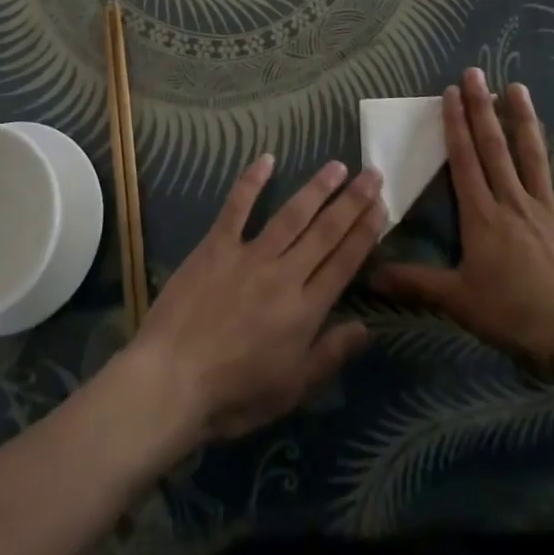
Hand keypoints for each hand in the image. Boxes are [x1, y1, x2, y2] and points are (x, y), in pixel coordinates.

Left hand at [123, 156, 384, 444]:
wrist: (171, 381)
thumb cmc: (234, 395)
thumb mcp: (292, 390)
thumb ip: (330, 355)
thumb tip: (368, 329)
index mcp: (305, 310)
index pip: (344, 262)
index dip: (365, 232)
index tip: (381, 206)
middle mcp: (284, 274)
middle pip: (325, 231)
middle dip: (351, 202)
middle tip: (372, 174)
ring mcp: (249, 256)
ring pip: (291, 215)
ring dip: (316, 188)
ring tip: (337, 166)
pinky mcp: (216, 246)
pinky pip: (237, 207)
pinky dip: (251, 181)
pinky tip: (266, 159)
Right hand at [373, 68, 553, 371]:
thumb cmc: (513, 315)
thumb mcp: (457, 300)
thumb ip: (415, 282)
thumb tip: (370, 274)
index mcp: (482, 215)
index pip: (464, 160)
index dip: (456, 124)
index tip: (451, 92)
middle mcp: (514, 200)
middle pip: (495, 147)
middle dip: (482, 108)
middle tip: (476, 73)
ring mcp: (551, 209)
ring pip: (535, 156)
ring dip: (525, 120)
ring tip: (517, 87)